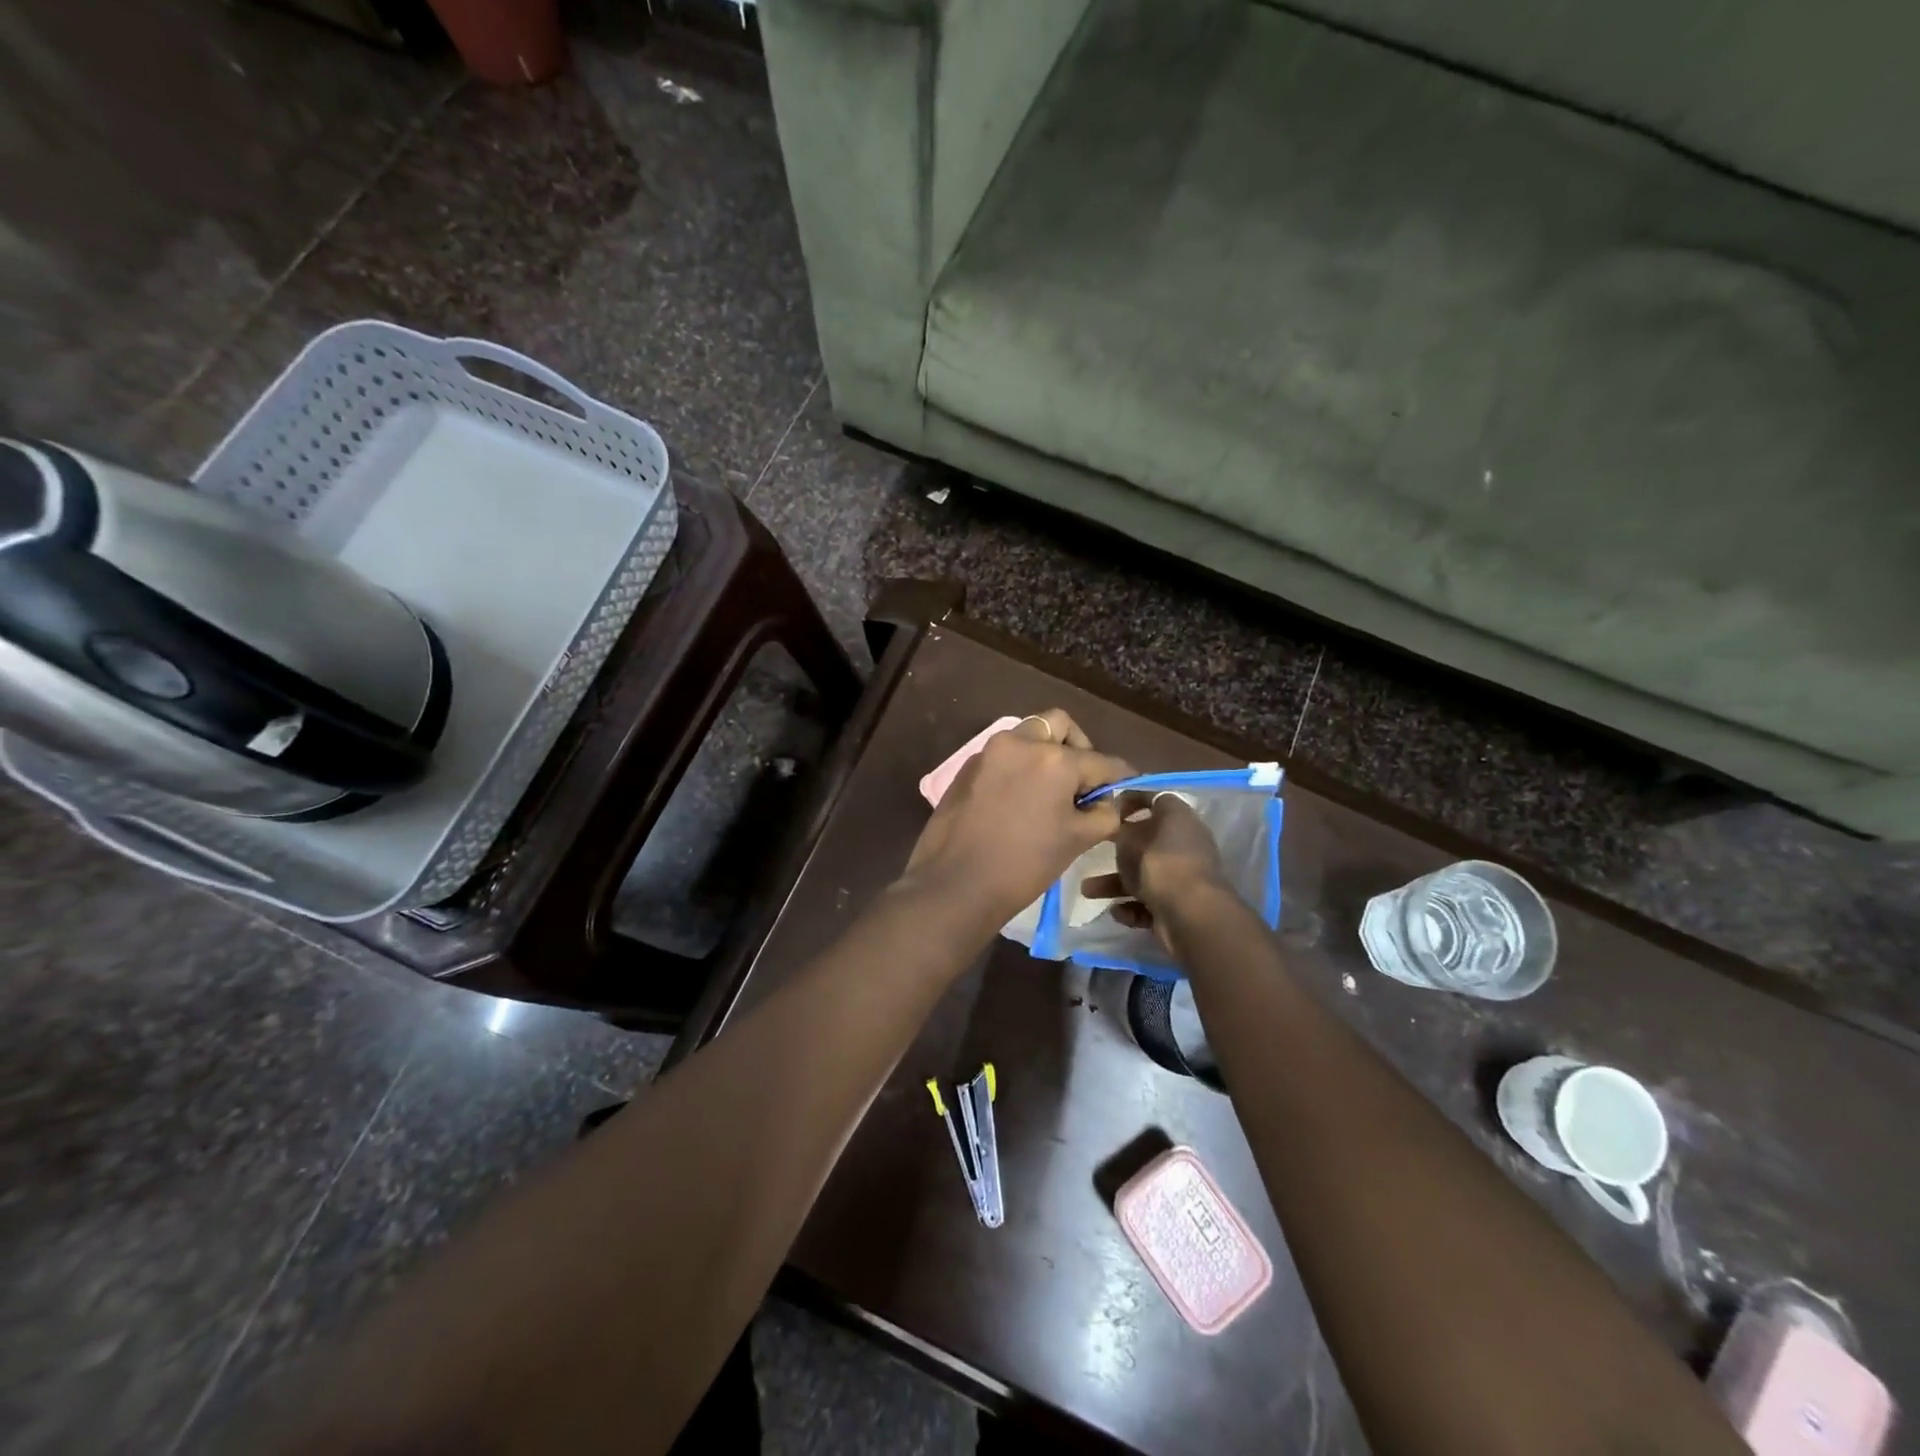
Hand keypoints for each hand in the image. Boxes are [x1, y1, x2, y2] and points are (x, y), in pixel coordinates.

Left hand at [901, 710, 1134, 929]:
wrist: (956, 885)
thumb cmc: (1024, 864)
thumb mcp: (1076, 840)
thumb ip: (1104, 814)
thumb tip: (1111, 802)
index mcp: (1054, 759)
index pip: (1101, 761)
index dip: (1120, 777)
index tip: (1128, 787)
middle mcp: (1020, 742)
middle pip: (1059, 726)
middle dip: (1078, 747)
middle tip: (1082, 782)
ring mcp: (989, 752)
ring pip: (1028, 735)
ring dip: (1046, 753)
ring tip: (1051, 791)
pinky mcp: (967, 768)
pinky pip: (1003, 755)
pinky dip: (1019, 766)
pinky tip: (1020, 800)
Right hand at [1086, 791, 1232, 948]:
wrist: (1190, 914)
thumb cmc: (1159, 864)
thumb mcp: (1130, 839)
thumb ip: (1121, 830)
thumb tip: (1120, 829)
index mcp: (1179, 819)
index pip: (1155, 799)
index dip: (1131, 800)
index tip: (1107, 808)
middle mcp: (1185, 845)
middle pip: (1147, 841)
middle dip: (1119, 850)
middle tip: (1095, 850)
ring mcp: (1183, 877)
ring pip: (1144, 875)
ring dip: (1115, 883)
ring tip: (1087, 891)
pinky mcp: (1179, 905)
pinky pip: (1150, 901)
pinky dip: (1132, 906)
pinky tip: (1117, 911)